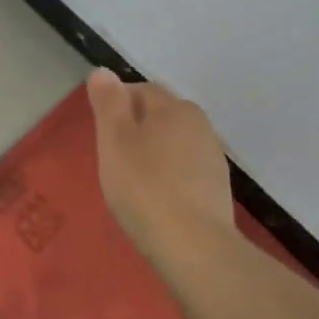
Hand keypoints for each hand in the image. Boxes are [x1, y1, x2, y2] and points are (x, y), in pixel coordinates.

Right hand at [86, 69, 236, 263]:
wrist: (194, 247)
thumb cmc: (144, 187)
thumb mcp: (113, 140)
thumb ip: (108, 102)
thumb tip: (103, 71)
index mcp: (174, 107)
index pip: (140, 90)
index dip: (116, 105)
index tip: (100, 132)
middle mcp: (200, 125)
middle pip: (160, 115)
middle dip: (135, 127)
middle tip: (111, 155)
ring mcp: (212, 158)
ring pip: (173, 142)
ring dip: (153, 152)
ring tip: (131, 180)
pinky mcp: (217, 189)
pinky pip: (184, 169)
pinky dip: (168, 175)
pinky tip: (155, 198)